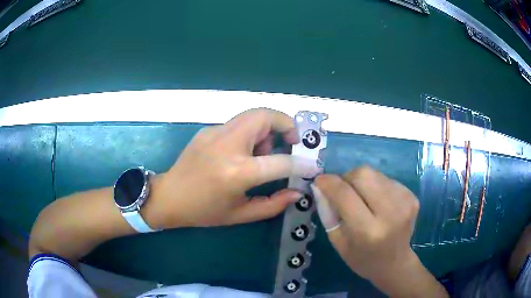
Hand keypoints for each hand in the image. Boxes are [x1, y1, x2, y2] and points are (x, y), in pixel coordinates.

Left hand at [146, 108, 318, 228]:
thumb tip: (298, 192)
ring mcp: (215, 133)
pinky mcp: (208, 129)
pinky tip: (241, 152)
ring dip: (267, 129)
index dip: (302, 164)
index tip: (312, 166)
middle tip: (291, 142)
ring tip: (261, 152)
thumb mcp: (240, 214)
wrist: (169, 197)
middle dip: (286, 124)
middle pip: (265, 116)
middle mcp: (228, 145)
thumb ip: (274, 204)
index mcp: (237, 172)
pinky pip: (238, 124)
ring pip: (252, 115)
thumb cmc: (204, 211)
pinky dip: (250, 133)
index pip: (281, 161)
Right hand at [313, 166, 447, 296]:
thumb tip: (321, 186)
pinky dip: (376, 186)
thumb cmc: (362, 258)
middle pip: (363, 175)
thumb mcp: (338, 242)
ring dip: (362, 182)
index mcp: (368, 231)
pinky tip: (377, 202)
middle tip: (343, 190)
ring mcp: (405, 202)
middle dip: (347, 178)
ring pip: (374, 174)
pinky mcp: (411, 196)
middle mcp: (390, 213)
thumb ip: (328, 213)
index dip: (330, 183)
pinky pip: (386, 179)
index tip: (320, 180)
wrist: (395, 263)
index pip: (345, 195)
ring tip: (362, 199)